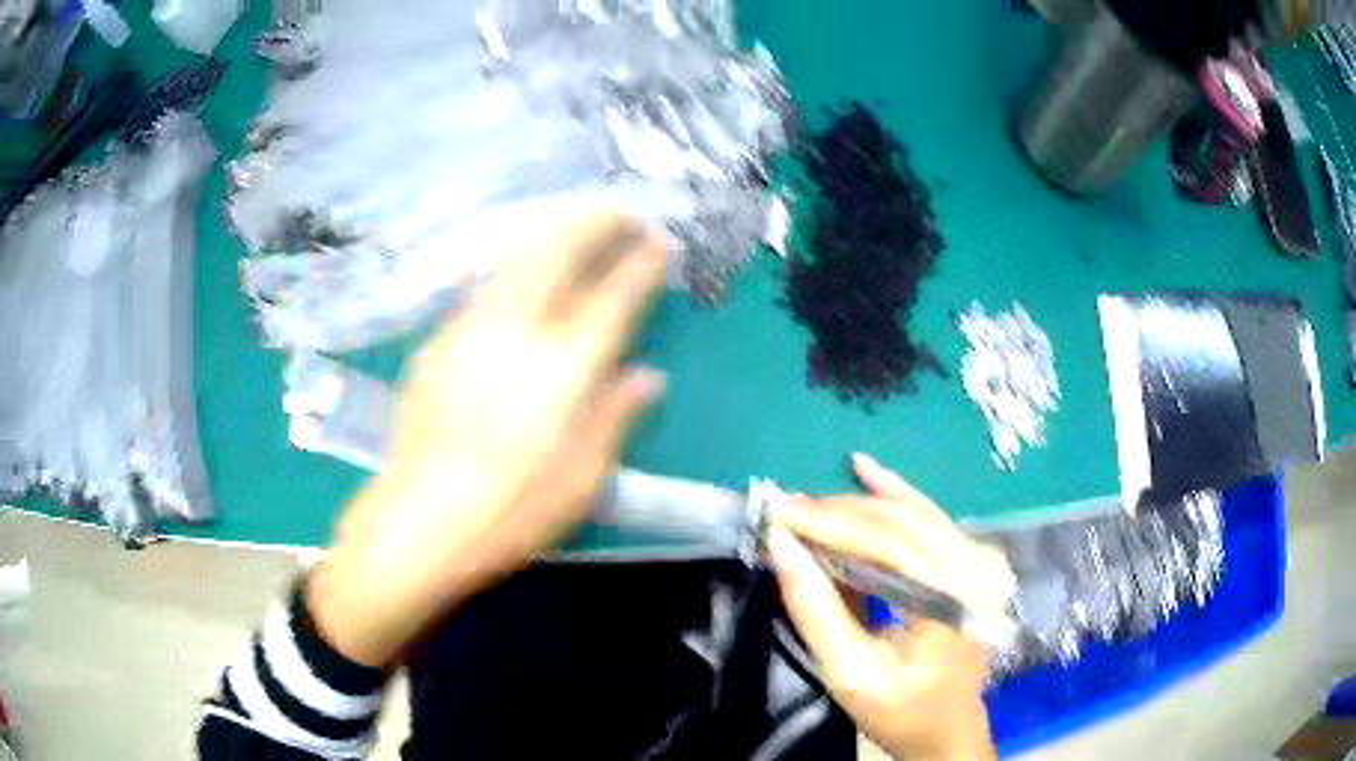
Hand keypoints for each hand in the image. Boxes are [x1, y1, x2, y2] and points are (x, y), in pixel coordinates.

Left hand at [308, 211, 667, 666]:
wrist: (419, 523)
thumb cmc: (510, 515)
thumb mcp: (582, 484)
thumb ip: (615, 419)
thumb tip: (645, 376)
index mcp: (562, 371)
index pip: (612, 299)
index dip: (640, 266)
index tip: (659, 243)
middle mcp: (516, 334)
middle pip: (557, 254)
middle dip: (594, 223)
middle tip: (621, 211)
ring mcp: (470, 331)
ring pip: (515, 259)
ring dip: (552, 233)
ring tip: (577, 223)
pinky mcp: (439, 343)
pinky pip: (486, 286)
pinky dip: (516, 266)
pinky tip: (523, 273)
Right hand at [767, 453, 1014, 760]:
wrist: (949, 727)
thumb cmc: (900, 711)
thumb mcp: (848, 674)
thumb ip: (816, 610)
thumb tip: (780, 547)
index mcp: (953, 604)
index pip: (889, 545)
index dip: (830, 525)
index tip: (778, 517)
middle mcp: (976, 570)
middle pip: (901, 523)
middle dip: (836, 513)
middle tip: (783, 512)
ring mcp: (981, 561)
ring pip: (913, 515)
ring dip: (855, 506)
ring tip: (805, 506)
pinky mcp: (975, 559)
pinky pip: (930, 518)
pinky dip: (894, 495)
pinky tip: (866, 471)